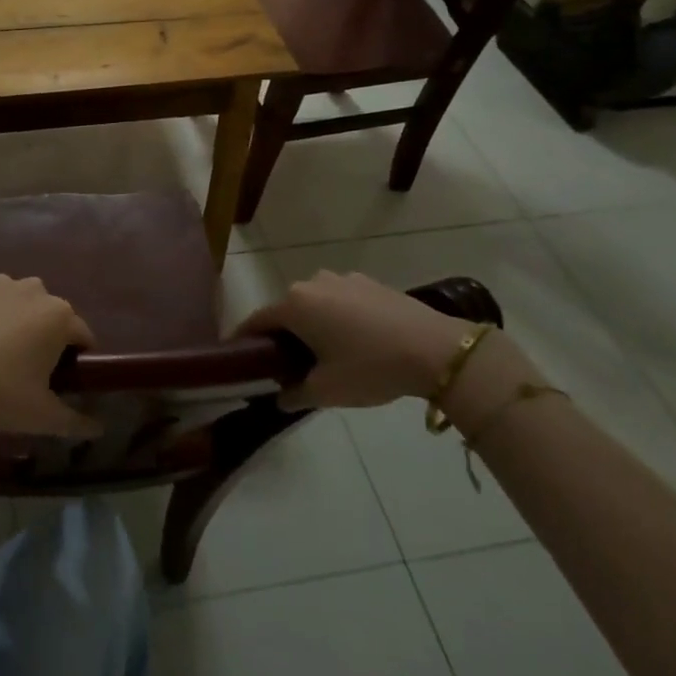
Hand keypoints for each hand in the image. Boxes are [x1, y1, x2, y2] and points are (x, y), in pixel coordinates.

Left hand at [0, 275, 102, 446]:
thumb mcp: (41, 415)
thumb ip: (75, 422)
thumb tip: (99, 429)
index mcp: (60, 316)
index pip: (81, 335)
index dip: (75, 358)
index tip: (60, 380)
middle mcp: (36, 289)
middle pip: (49, 314)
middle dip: (43, 336)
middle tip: (24, 370)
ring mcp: (1, 281)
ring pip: (18, 301)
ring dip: (15, 320)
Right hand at [237, 270, 473, 409]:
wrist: (437, 350)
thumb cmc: (370, 367)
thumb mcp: (327, 390)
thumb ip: (295, 394)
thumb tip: (280, 397)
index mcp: (294, 305)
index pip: (256, 321)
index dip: (244, 341)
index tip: (238, 358)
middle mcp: (312, 283)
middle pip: (286, 311)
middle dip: (283, 336)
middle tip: (287, 366)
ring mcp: (342, 279)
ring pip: (315, 305)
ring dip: (313, 326)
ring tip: (326, 355)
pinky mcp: (369, 282)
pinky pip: (341, 301)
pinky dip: (338, 319)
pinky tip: (356, 343)